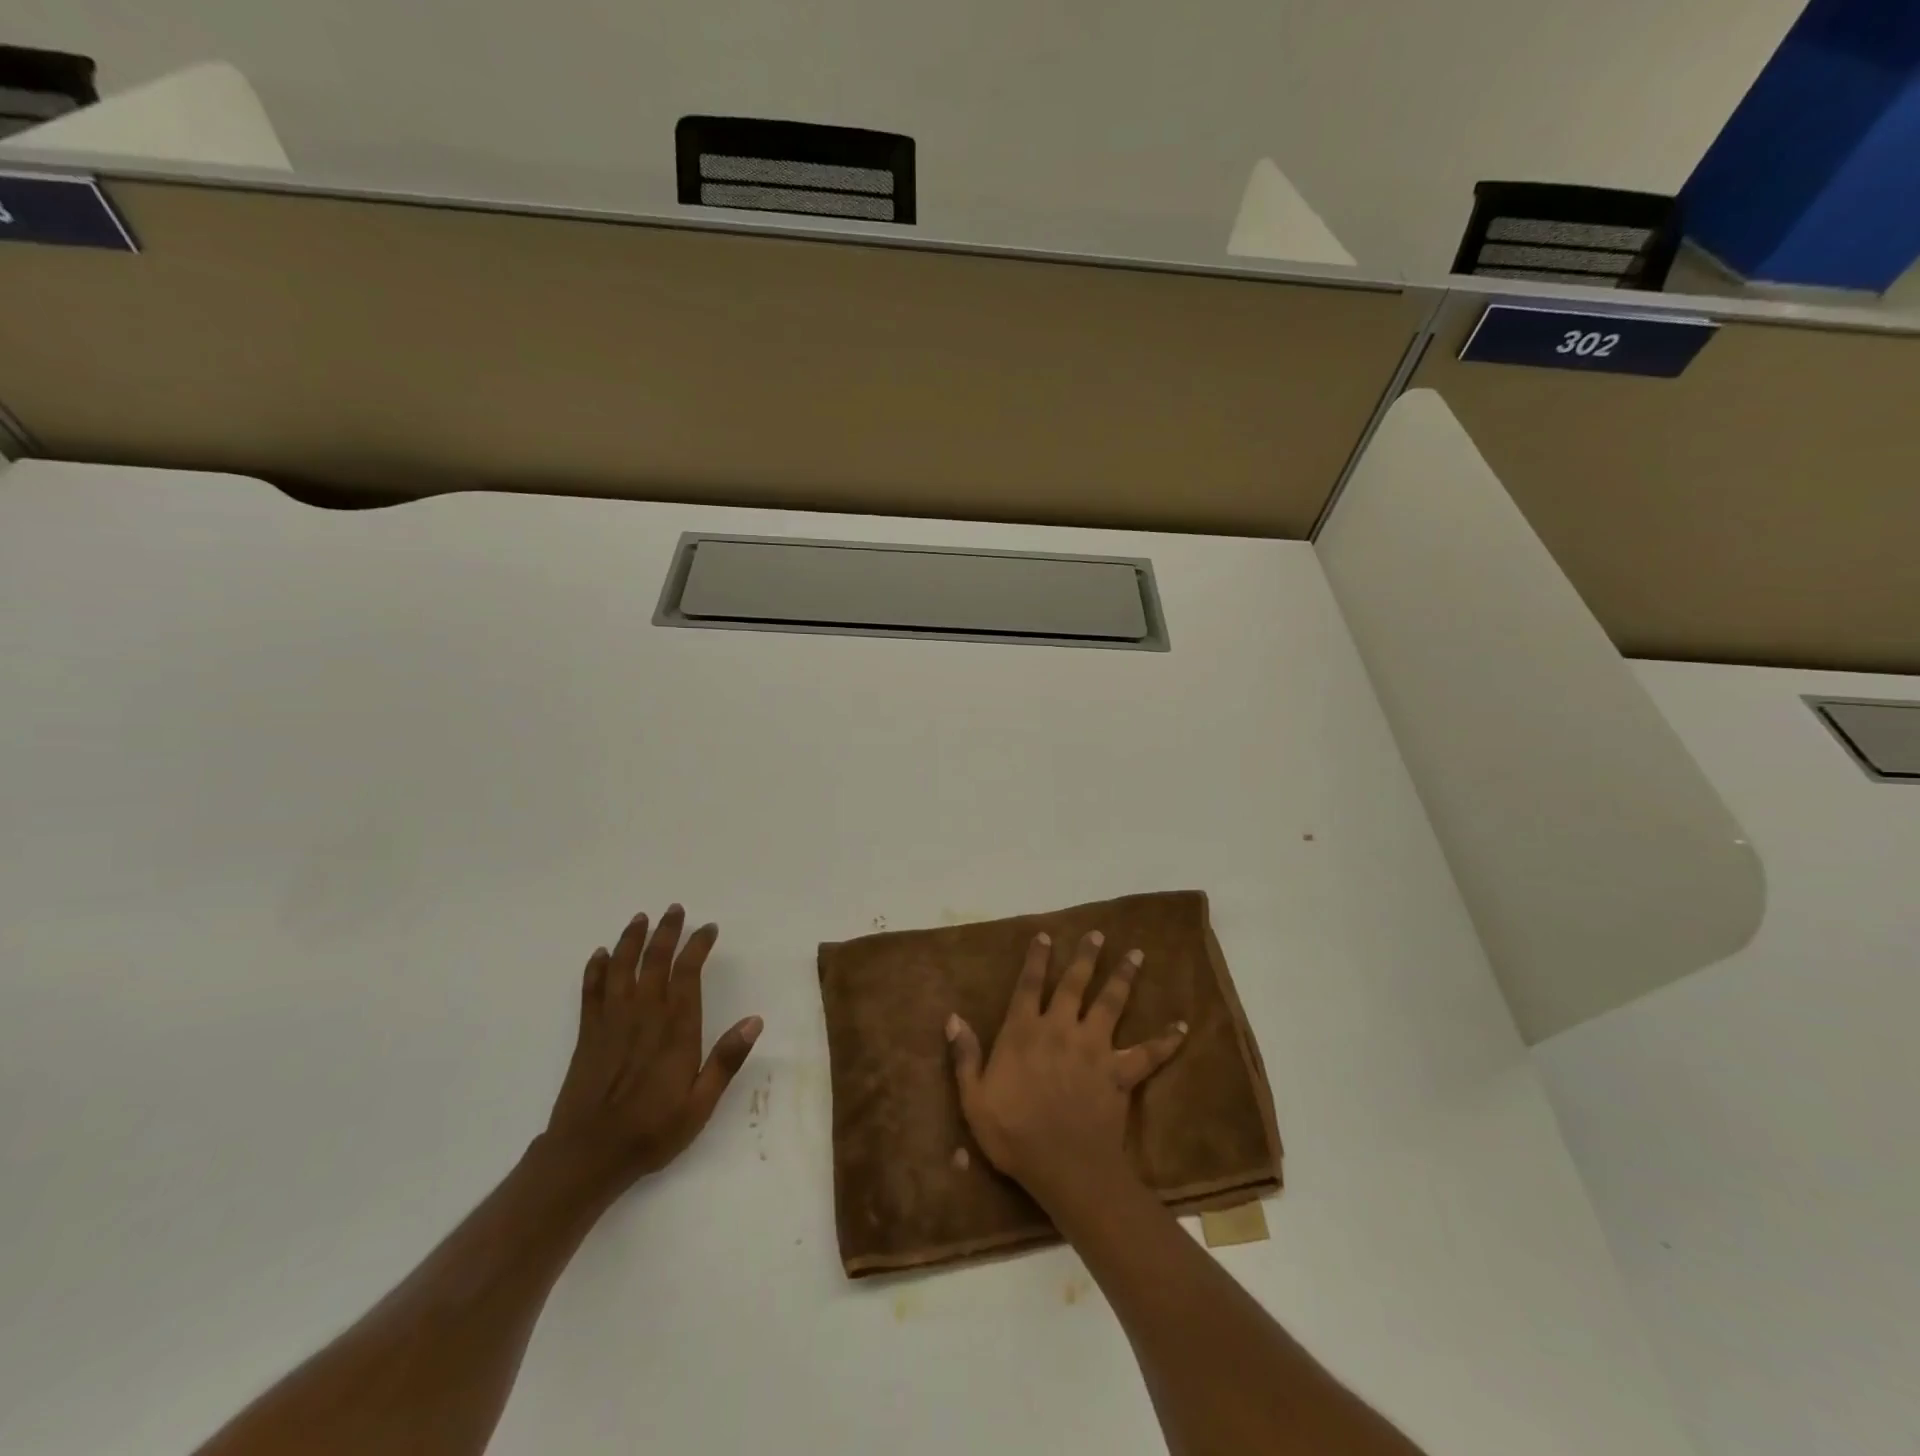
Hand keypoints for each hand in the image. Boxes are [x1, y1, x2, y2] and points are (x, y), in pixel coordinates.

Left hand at [543, 904, 761, 1195]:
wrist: (587, 1156)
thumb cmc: (651, 1130)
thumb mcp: (700, 1104)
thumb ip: (726, 1060)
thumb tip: (755, 1020)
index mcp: (675, 1029)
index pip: (688, 973)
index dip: (698, 946)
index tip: (708, 929)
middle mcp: (644, 1015)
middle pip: (654, 961)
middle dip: (666, 932)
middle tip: (675, 909)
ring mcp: (611, 1022)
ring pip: (621, 968)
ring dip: (630, 940)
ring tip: (640, 919)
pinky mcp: (587, 1034)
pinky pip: (591, 991)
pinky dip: (595, 969)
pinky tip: (599, 954)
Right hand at [946, 930, 1185, 1201]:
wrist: (1064, 1166)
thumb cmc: (1013, 1133)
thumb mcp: (974, 1098)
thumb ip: (964, 1055)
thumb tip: (952, 1018)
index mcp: (1024, 1031)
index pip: (1029, 985)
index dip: (1036, 959)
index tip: (1045, 936)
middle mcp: (1060, 1028)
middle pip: (1075, 983)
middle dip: (1086, 956)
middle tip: (1098, 934)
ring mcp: (1094, 1048)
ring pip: (1111, 1003)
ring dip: (1124, 977)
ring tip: (1136, 954)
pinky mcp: (1119, 1072)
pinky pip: (1148, 1053)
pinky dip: (1166, 1040)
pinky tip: (1182, 1026)